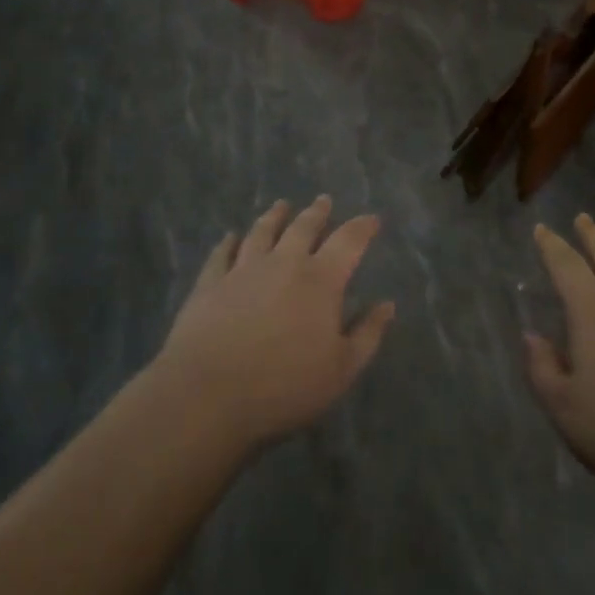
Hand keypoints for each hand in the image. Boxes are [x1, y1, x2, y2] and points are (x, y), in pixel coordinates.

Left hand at [155, 197, 394, 450]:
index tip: (371, 219)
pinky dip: (228, 242)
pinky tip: (229, 236)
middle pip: (303, 227)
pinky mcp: (210, 283)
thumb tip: (387, 305)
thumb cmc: (284, 386)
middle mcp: (283, 263)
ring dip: (274, 216)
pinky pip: (221, 254)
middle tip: (324, 200)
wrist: (207, 395)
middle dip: (317, 212)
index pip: (348, 241)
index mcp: (321, 280)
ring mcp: (243, 270)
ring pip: (262, 232)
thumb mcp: (342, 370)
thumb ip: (367, 334)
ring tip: (280, 205)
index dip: (362, 227)